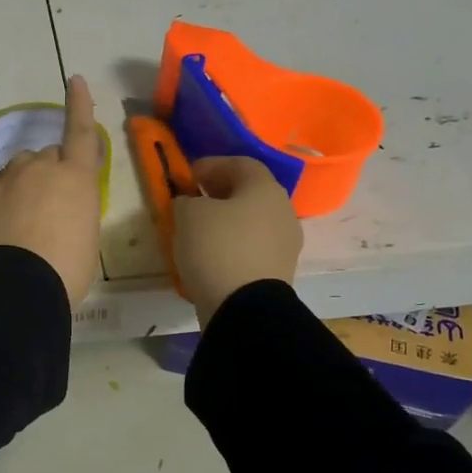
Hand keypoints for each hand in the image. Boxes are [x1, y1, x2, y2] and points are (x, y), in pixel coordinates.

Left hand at [0, 74, 102, 305]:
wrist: (14, 286)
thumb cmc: (67, 268)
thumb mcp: (86, 238)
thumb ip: (77, 211)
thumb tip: (62, 211)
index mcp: (76, 177)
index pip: (81, 132)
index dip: (79, 105)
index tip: (73, 78)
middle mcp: (41, 168)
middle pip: (48, 155)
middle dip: (53, 171)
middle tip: (55, 206)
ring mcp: (8, 180)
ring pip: (20, 169)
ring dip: (26, 182)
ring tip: (27, 217)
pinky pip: (0, 187)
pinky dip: (6, 197)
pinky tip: (6, 224)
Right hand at [173, 157, 302, 326]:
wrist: (245, 308)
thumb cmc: (217, 248)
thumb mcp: (188, 215)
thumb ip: (186, 200)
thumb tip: (191, 203)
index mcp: (265, 188)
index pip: (240, 164)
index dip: (211, 165)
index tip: (187, 176)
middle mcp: (283, 211)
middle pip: (249, 194)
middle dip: (220, 195)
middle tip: (193, 202)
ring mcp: (285, 244)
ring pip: (252, 223)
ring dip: (227, 223)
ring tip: (198, 234)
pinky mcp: (278, 272)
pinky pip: (252, 250)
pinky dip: (232, 248)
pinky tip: (211, 258)